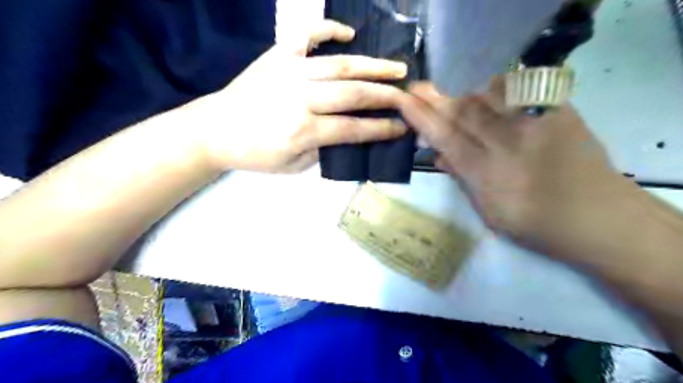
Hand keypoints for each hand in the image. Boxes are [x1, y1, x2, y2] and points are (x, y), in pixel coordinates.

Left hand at [178, 20, 406, 170]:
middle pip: (354, 94)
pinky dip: (329, 30)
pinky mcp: (276, 55)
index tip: (402, 127)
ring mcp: (289, 71)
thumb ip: (324, 151)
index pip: (353, 128)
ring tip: (397, 68)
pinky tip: (349, 34)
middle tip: (409, 96)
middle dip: (387, 96)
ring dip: (373, 66)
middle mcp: (301, 98)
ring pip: (340, 65)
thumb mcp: (292, 166)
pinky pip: (306, 36)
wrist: (215, 130)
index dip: (381, 128)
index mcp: (303, 131)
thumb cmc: (255, 154)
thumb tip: (349, 135)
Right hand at [398, 78, 636, 256]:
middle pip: (462, 111)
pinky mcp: (557, 112)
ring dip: (463, 92)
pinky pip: (519, 90)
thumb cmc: (535, 224)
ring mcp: (534, 124)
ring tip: (448, 93)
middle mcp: (506, 143)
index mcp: (486, 173)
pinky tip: (485, 92)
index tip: (404, 102)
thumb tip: (438, 156)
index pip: (445, 138)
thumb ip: (463, 179)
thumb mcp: (489, 212)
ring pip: (488, 95)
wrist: (599, 216)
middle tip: (416, 86)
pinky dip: (496, 89)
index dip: (421, 118)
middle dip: (435, 97)